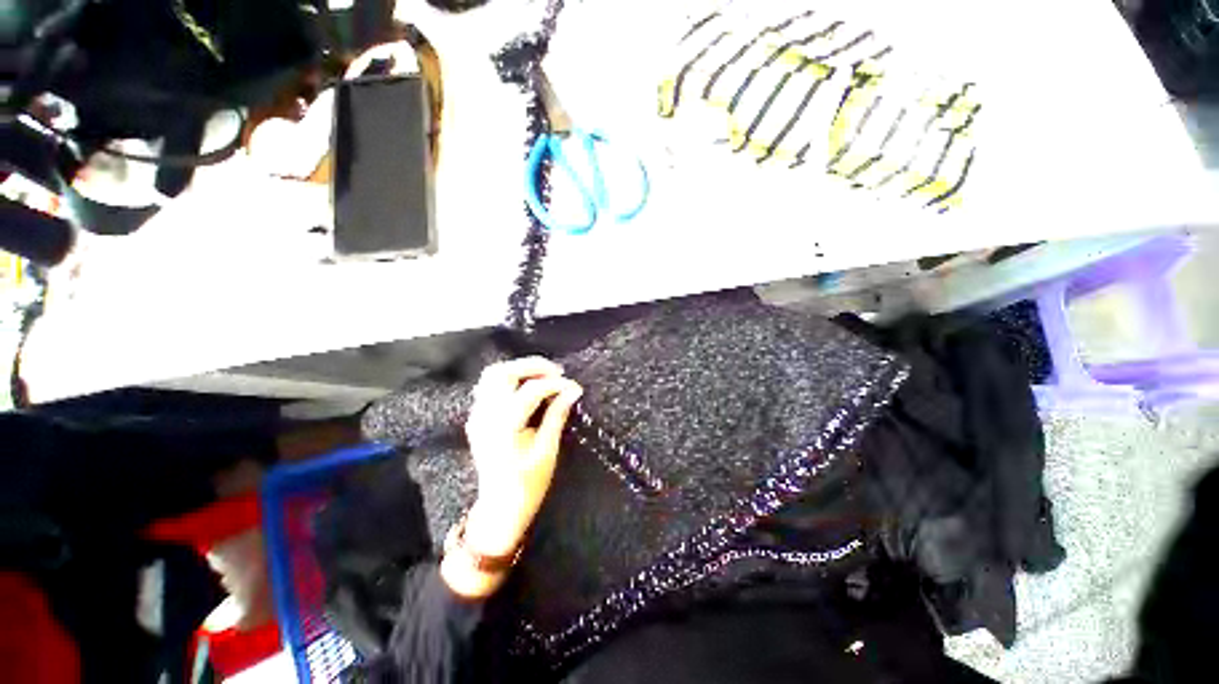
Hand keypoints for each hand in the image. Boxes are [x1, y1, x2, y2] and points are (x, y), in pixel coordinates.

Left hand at [441, 357, 581, 597]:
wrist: (500, 507)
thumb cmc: (527, 483)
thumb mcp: (547, 450)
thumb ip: (557, 415)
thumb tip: (573, 390)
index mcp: (504, 425)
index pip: (531, 390)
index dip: (556, 384)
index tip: (574, 387)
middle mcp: (486, 415)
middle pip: (504, 373)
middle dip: (533, 366)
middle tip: (557, 372)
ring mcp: (478, 415)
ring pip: (493, 375)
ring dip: (519, 369)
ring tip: (543, 376)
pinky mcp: (477, 418)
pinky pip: (489, 386)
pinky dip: (509, 379)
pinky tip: (526, 387)